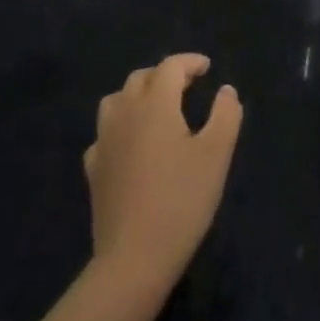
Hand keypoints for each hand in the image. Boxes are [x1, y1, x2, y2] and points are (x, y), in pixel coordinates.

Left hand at [85, 54, 241, 295]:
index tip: (207, 68)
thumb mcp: (217, 154)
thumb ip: (225, 114)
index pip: (170, 67)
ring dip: (138, 95)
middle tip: (188, 86)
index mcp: (155, 104)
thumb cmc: (182, 200)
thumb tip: (226, 90)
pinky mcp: (93, 170)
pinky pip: (105, 134)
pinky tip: (132, 145)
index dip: (190, 62)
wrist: (134, 258)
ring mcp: (104, 142)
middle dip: (165, 75)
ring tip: (157, 108)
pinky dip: (121, 127)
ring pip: (116, 100)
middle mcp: (124, 114)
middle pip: (140, 78)